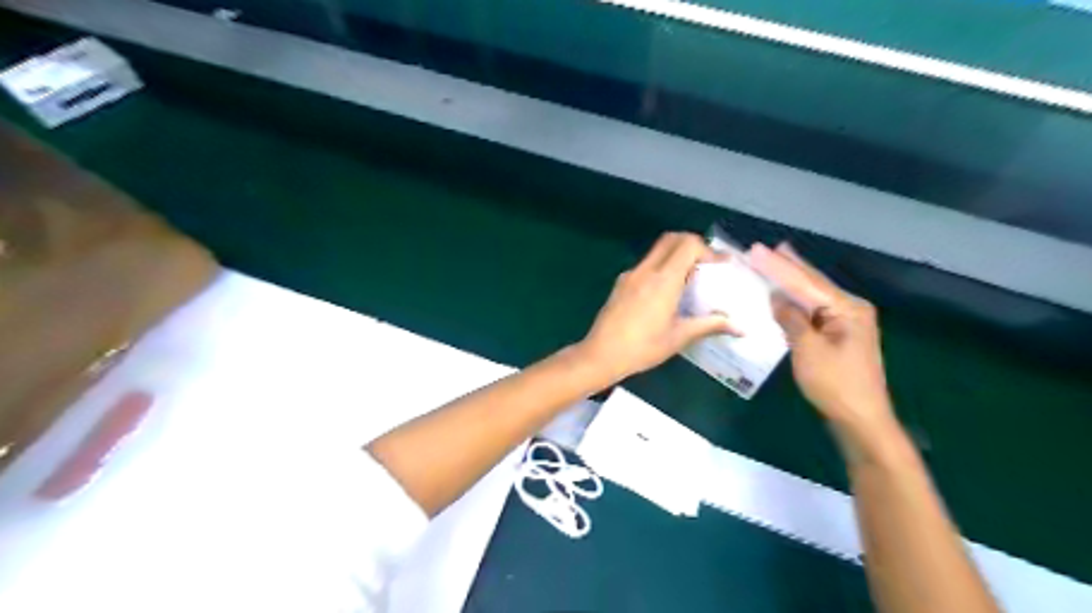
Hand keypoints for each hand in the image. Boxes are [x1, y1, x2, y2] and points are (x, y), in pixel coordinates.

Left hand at [575, 232, 737, 382]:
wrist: (601, 354)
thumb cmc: (643, 347)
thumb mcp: (679, 337)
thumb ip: (709, 325)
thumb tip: (740, 327)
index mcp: (663, 280)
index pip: (689, 245)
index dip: (709, 250)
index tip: (722, 265)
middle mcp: (646, 270)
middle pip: (671, 239)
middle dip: (692, 244)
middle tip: (706, 263)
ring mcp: (630, 275)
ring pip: (656, 251)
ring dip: (675, 254)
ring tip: (689, 278)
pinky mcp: (620, 283)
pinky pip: (645, 265)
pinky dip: (661, 267)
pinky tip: (666, 291)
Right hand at [751, 241, 895, 438]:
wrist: (860, 419)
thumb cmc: (834, 384)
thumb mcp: (808, 350)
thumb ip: (792, 319)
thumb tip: (777, 299)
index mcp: (846, 309)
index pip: (806, 282)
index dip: (779, 267)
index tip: (757, 250)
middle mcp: (850, 309)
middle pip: (813, 283)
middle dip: (789, 266)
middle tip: (768, 248)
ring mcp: (847, 323)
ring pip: (814, 295)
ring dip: (793, 280)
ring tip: (777, 259)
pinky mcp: (840, 336)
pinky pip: (814, 310)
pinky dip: (798, 300)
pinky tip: (788, 293)